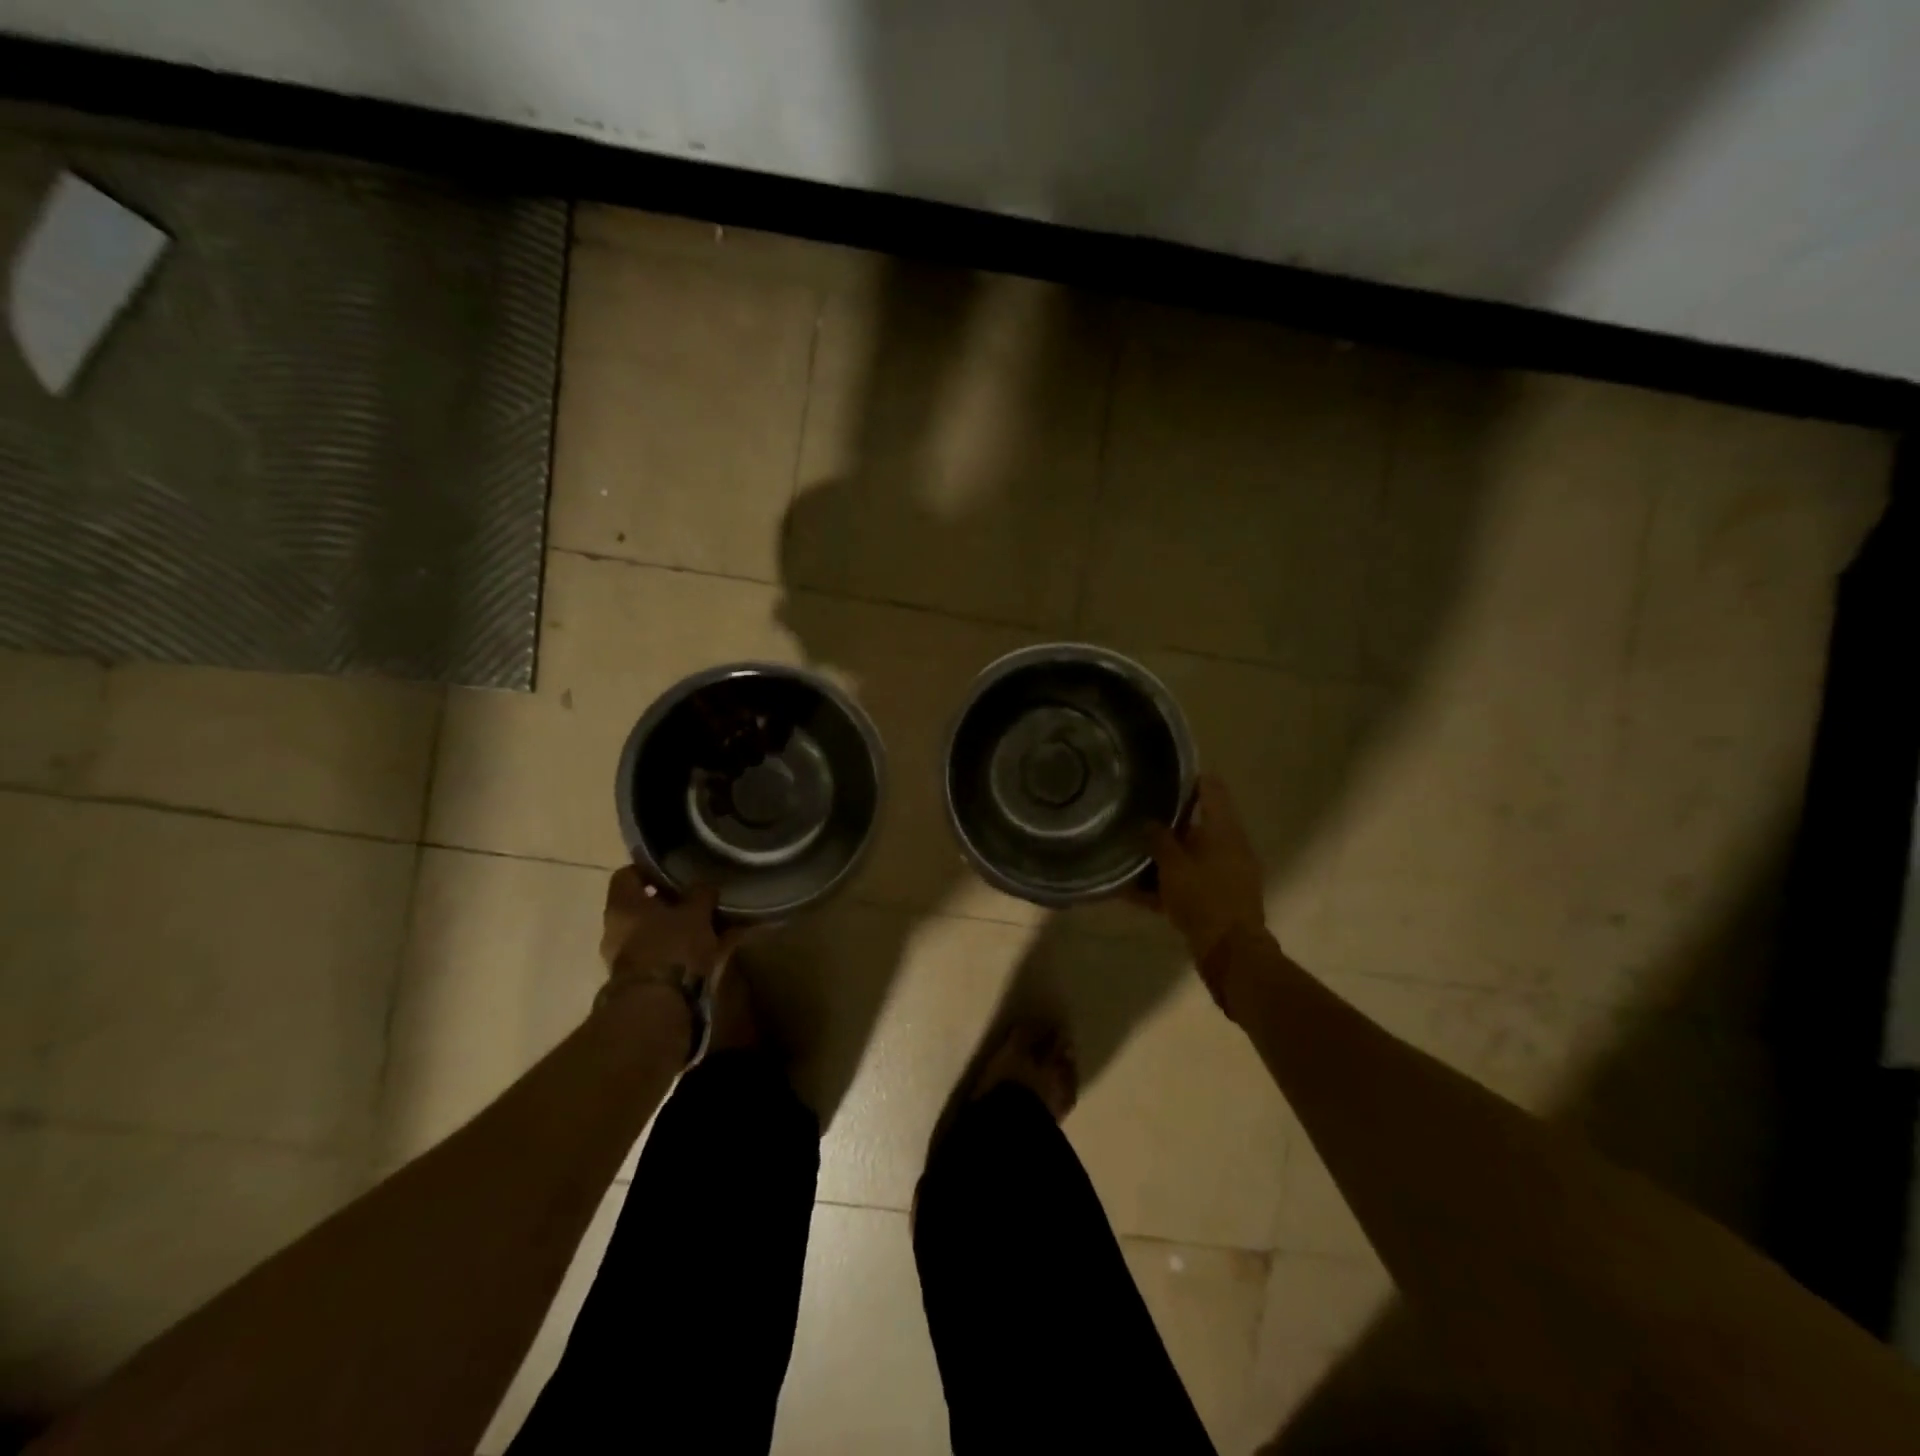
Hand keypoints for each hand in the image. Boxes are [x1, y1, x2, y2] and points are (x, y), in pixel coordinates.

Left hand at [598, 866, 736, 1007]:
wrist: (657, 1006)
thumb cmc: (672, 947)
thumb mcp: (696, 913)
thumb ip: (700, 894)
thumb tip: (704, 885)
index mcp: (622, 904)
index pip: (627, 874)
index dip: (649, 870)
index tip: (674, 871)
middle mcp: (614, 928)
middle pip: (639, 906)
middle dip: (667, 903)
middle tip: (695, 900)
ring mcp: (621, 957)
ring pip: (649, 932)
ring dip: (672, 929)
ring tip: (704, 927)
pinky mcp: (634, 980)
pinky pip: (657, 955)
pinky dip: (676, 951)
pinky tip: (702, 952)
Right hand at [1135, 775, 1266, 970]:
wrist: (1231, 954)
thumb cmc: (1204, 899)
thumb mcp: (1174, 866)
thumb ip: (1159, 840)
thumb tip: (1148, 822)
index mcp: (1224, 831)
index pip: (1212, 790)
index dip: (1190, 778)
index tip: (1163, 773)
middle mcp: (1228, 848)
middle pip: (1196, 825)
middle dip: (1167, 821)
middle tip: (1135, 813)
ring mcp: (1224, 875)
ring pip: (1188, 857)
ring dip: (1162, 857)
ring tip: (1128, 853)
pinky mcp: (1215, 900)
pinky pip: (1185, 884)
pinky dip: (1163, 886)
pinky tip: (1131, 892)